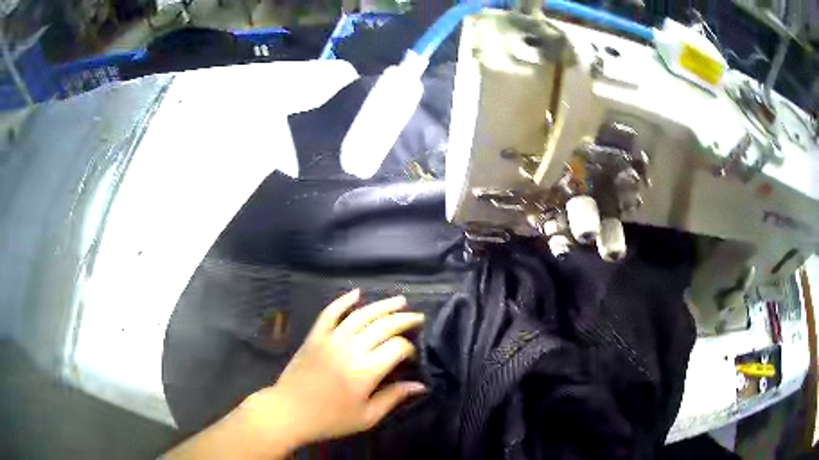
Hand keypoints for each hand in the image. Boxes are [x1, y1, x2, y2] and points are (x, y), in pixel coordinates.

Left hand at [248, 289, 426, 447]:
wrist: (289, 411)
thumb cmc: (330, 419)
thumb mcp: (367, 417)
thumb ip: (394, 398)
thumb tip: (420, 385)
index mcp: (365, 371)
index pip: (396, 347)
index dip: (409, 348)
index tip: (412, 355)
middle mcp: (350, 349)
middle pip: (383, 325)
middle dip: (404, 319)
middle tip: (418, 317)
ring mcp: (330, 339)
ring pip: (361, 315)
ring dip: (382, 305)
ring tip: (400, 300)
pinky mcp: (315, 336)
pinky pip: (330, 312)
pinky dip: (343, 300)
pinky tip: (357, 293)